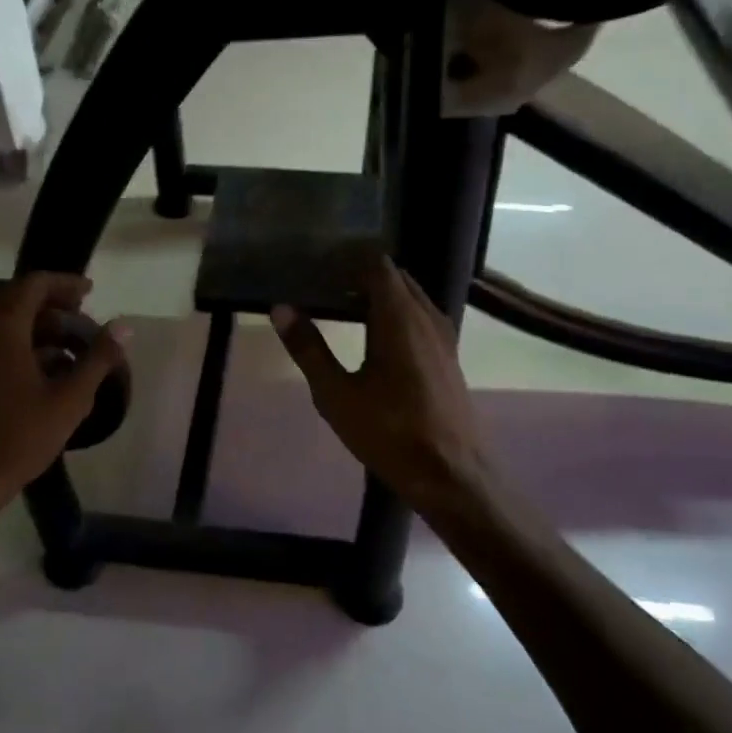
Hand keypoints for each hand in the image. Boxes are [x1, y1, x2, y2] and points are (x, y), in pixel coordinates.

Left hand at [0, 273, 128, 517]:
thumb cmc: (19, 437)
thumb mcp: (70, 399)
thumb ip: (98, 358)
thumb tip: (125, 326)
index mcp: (3, 330)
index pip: (33, 284)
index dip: (65, 283)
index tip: (92, 292)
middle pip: (18, 299)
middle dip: (54, 303)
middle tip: (84, 315)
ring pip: (8, 323)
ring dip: (42, 326)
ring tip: (75, 347)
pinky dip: (27, 345)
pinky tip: (52, 372)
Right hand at [271, 257, 496, 522]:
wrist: (451, 473)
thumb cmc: (389, 432)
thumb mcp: (336, 394)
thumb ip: (308, 348)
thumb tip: (280, 308)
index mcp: (399, 317)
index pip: (377, 265)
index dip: (348, 259)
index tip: (318, 264)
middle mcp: (426, 316)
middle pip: (395, 277)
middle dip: (361, 274)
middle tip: (324, 284)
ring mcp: (443, 336)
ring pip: (411, 297)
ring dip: (381, 295)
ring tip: (344, 307)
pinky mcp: (449, 356)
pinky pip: (421, 317)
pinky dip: (397, 313)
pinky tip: (375, 338)